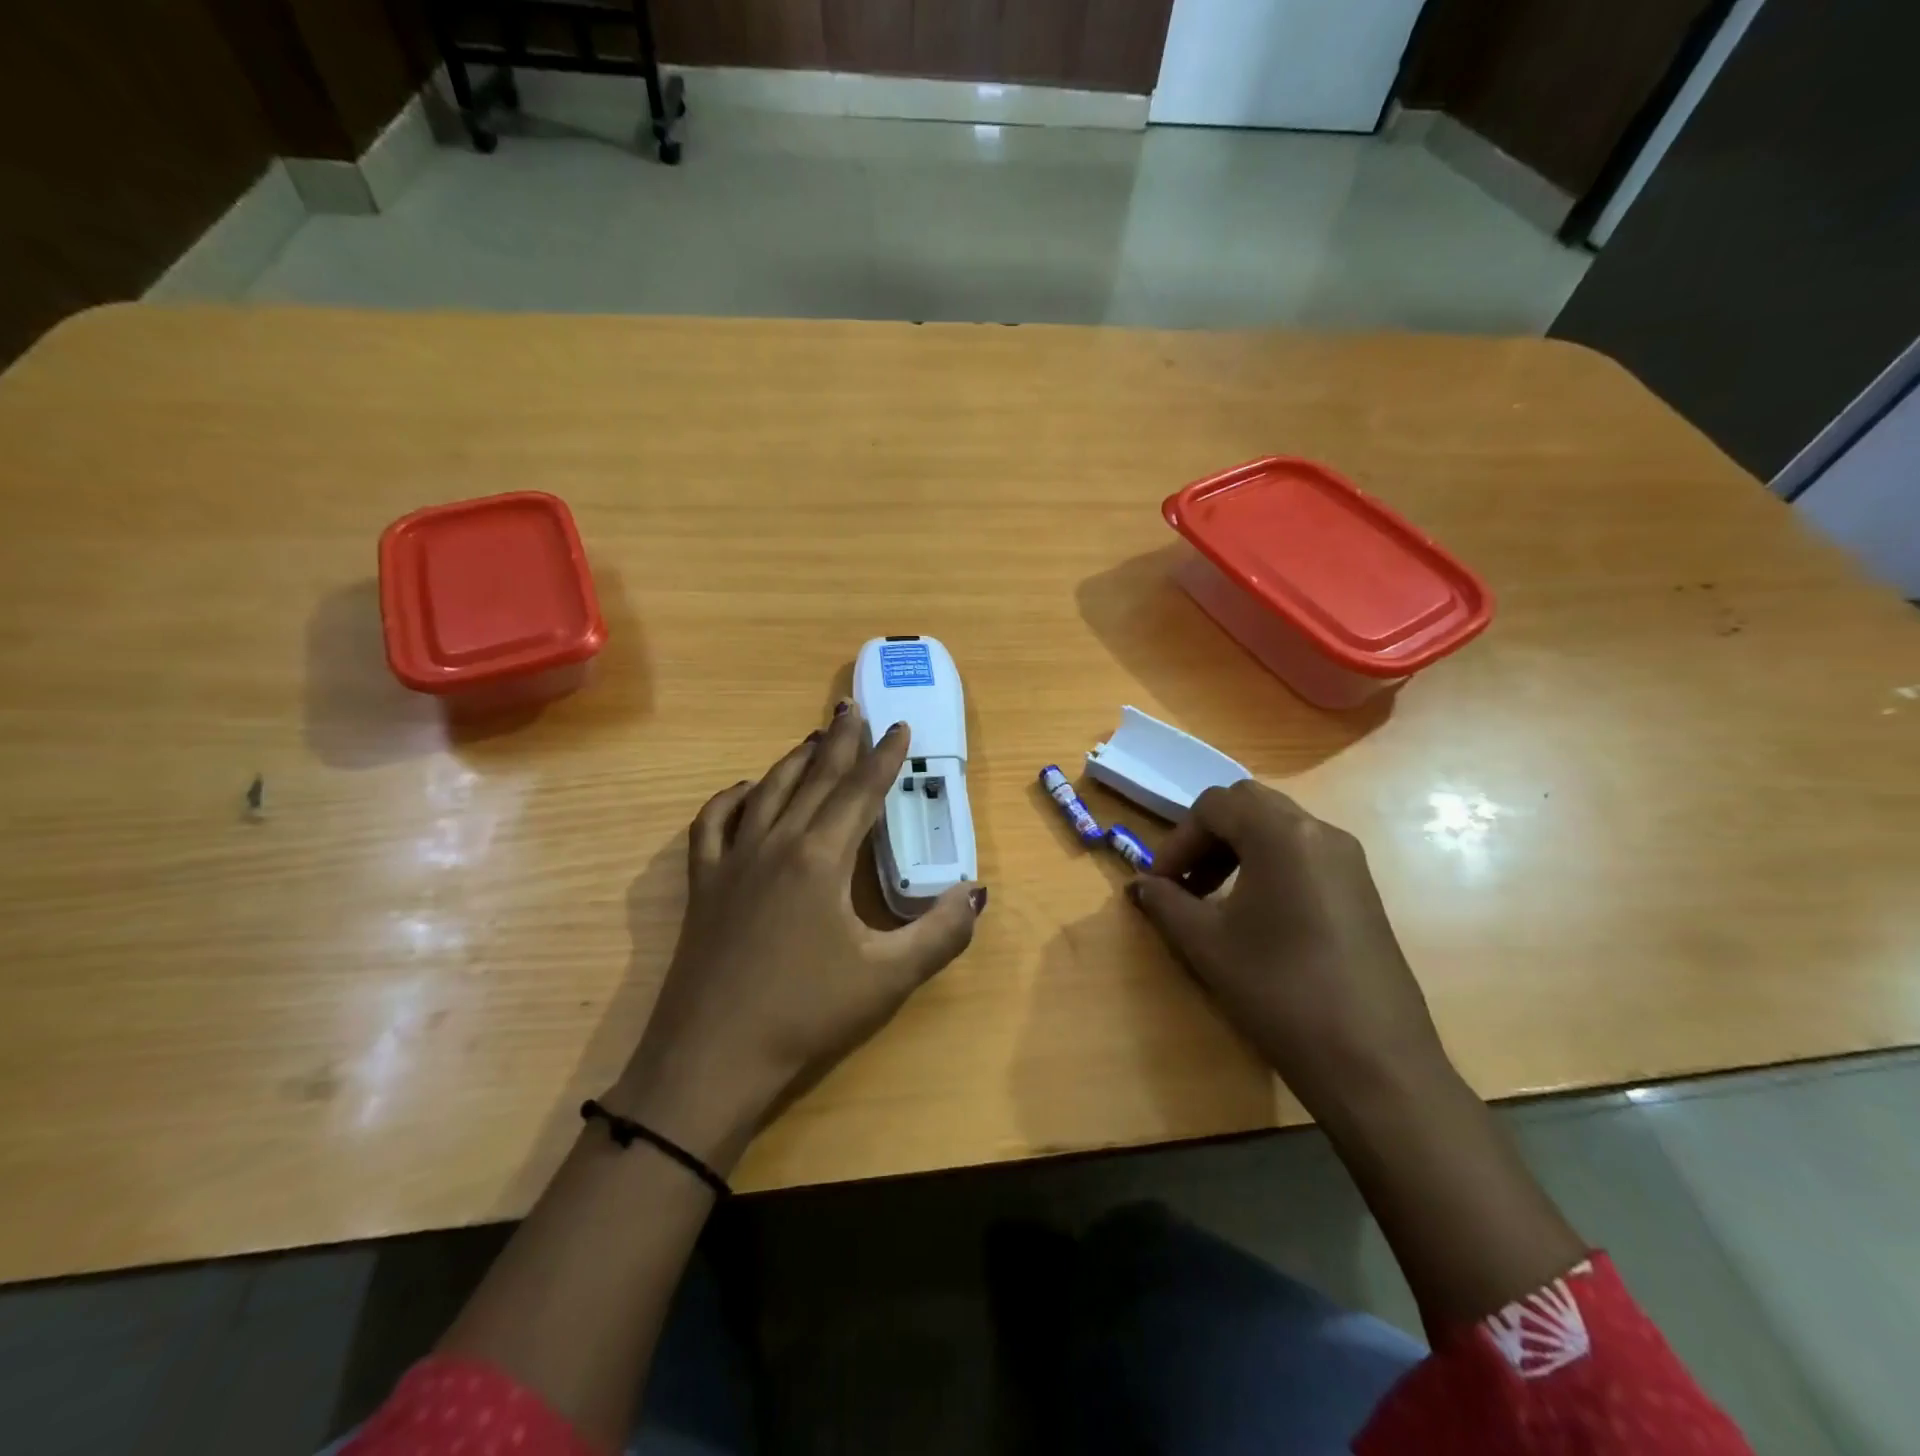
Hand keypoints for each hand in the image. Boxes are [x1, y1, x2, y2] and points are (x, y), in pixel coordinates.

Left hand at [607, 704, 985, 1172]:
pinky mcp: (704, 884)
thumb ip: (940, 933)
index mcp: (820, 858)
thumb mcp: (887, 979)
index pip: (861, 792)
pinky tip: (745, 791)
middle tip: (852, 707)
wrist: (712, 1059)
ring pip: (767, 791)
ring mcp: (733, 861)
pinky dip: (731, 799)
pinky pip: (713, 824)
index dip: (885, 757)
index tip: (900, 726)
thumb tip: (974, 893)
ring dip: (794, 760)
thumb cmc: (805, 1014)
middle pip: (814, 778)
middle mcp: (776, 844)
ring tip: (813, 740)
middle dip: (839, 741)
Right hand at [1127, 780, 1448, 1112]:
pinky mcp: (1362, 891)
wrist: (1373, 1063)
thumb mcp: (1206, 944)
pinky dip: (1268, 866)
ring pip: (1278, 828)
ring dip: (1236, 850)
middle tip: (1184, 881)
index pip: (1214, 806)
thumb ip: (1165, 903)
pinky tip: (1255, 916)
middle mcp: (1320, 832)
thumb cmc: (1279, 991)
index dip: (1176, 841)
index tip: (1159, 884)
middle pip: (1249, 806)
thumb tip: (1139, 885)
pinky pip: (1304, 855)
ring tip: (1212, 899)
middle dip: (1207, 837)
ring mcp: (1349, 861)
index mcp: (1282, 834)